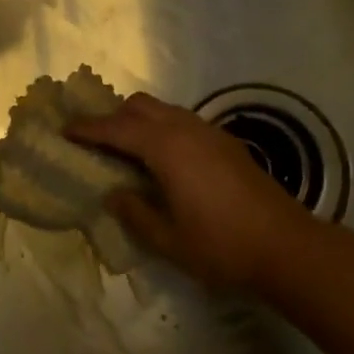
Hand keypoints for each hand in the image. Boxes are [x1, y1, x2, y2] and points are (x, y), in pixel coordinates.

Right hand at [68, 93, 316, 290]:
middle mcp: (184, 129)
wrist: (287, 246)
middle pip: (139, 107)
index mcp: (165, 148)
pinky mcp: (226, 142)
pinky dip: (162, 128)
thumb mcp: (168, 240)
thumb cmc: (222, 246)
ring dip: (139, 121)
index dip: (88, 129)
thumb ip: (136, 213)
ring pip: (163, 110)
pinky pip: (182, 121)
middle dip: (113, 117)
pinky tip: (164, 159)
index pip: (116, 129)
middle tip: (96, 140)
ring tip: (127, 149)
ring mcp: (209, 132)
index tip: (65, 129)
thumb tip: (114, 194)